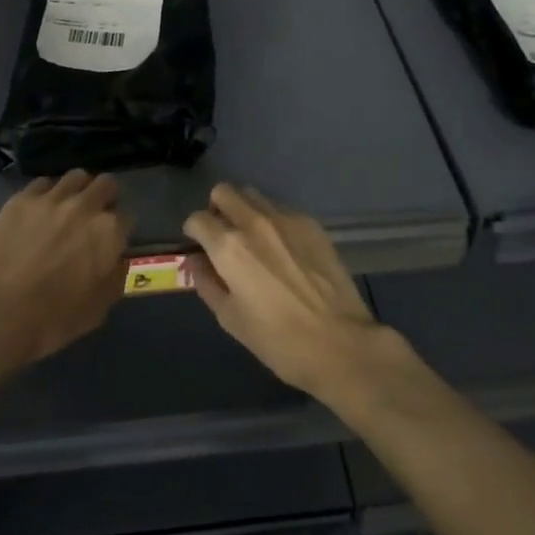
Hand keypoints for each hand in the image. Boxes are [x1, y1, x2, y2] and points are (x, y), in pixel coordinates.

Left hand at [0, 170, 130, 369]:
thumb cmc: (49, 321)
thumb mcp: (96, 311)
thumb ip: (115, 279)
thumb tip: (119, 261)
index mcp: (108, 233)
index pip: (126, 217)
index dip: (119, 231)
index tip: (109, 242)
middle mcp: (85, 206)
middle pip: (106, 184)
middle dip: (104, 198)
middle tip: (92, 219)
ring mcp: (51, 198)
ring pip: (77, 177)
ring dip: (78, 190)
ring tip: (68, 208)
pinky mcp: (21, 198)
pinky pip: (43, 183)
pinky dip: (47, 193)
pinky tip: (39, 211)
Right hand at [183, 183, 387, 400]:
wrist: (340, 343)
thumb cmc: (279, 341)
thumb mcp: (230, 319)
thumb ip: (207, 283)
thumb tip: (196, 261)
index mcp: (229, 247)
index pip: (197, 219)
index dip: (193, 232)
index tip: (199, 246)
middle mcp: (254, 222)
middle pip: (224, 192)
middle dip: (216, 208)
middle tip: (223, 234)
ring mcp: (285, 218)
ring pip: (253, 195)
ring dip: (244, 210)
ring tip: (253, 239)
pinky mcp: (310, 223)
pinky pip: (281, 208)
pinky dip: (273, 220)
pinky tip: (283, 248)